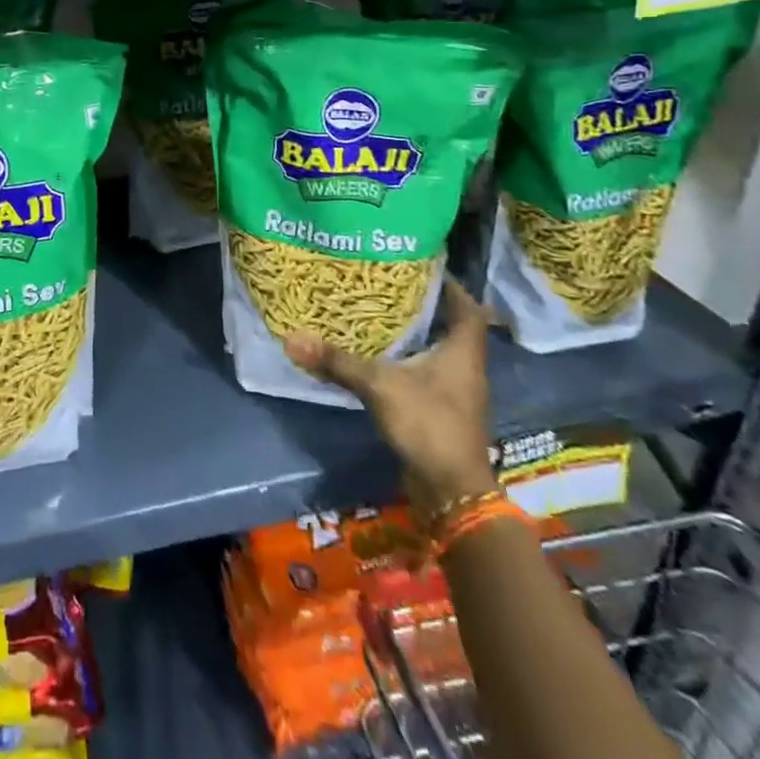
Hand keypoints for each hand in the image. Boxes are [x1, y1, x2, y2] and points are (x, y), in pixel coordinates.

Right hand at [284, 277, 498, 518]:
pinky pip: (426, 373)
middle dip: (425, 305)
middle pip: (451, 326)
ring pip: (438, 351)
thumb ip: (338, 362)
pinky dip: (407, 360)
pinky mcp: (442, 411)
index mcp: (462, 352)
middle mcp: (465, 367)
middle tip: (389, 285)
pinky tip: (379, 355)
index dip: (449, 285)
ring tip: (379, 313)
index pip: (467, 307)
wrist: (452, 492)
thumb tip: (292, 338)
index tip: (420, 266)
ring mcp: (455, 392)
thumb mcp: (380, 386)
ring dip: (415, 333)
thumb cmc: (429, 425)